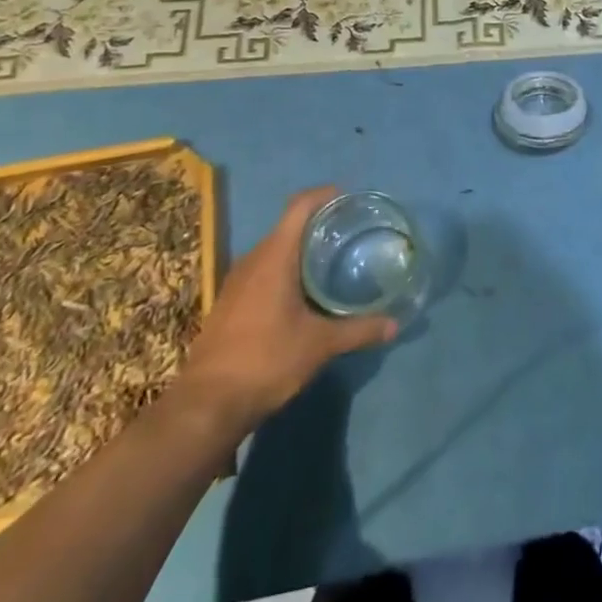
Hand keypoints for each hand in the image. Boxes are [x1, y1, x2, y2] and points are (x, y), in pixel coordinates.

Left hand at [171, 187, 395, 441]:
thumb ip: (359, 330)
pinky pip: (263, 270)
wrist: (206, 406)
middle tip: (351, 232)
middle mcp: (253, 260)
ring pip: (275, 249)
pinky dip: (287, 268)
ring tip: (333, 260)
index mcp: (274, 257)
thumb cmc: (266, 361)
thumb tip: (395, 324)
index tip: (350, 199)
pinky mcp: (230, 302)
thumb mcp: (319, 345)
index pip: (299, 206)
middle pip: (288, 226)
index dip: (325, 195)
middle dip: (319, 224)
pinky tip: (305, 292)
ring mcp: (237, 282)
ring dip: (302, 248)